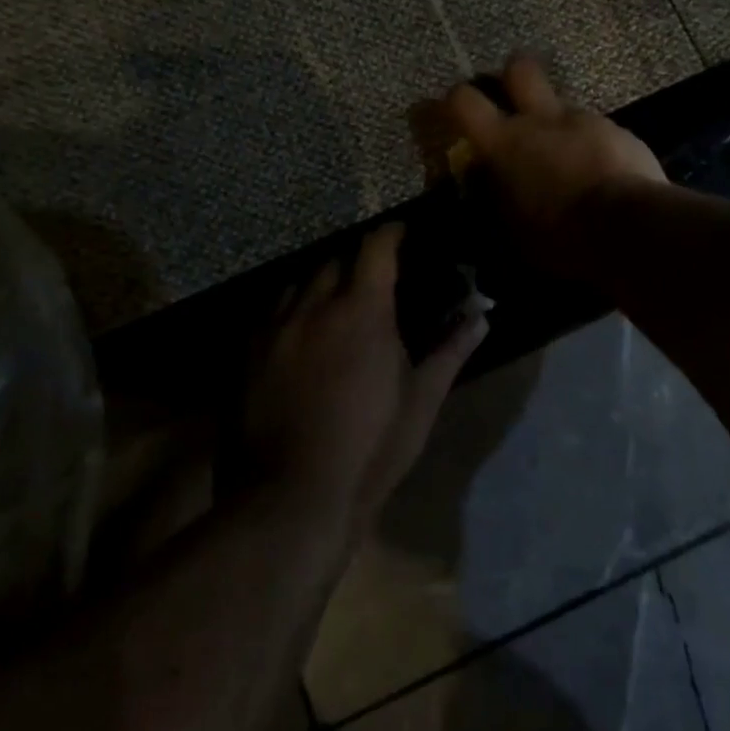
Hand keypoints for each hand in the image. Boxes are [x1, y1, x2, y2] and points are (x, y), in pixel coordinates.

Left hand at [241, 225, 487, 528]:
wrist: (292, 497)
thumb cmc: (371, 448)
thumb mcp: (421, 401)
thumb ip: (451, 351)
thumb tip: (481, 317)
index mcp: (362, 310)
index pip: (377, 247)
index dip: (392, 234)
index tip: (403, 233)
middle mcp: (315, 306)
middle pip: (335, 260)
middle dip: (357, 261)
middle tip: (374, 281)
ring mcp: (276, 328)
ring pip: (299, 283)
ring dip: (321, 284)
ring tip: (334, 305)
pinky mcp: (248, 353)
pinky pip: (272, 313)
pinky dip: (292, 310)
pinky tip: (300, 335)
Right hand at [445, 56, 665, 279]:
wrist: (629, 228)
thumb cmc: (560, 236)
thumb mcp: (513, 230)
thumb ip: (500, 198)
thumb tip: (494, 188)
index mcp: (504, 143)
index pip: (463, 100)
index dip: (455, 100)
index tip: (456, 111)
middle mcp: (541, 120)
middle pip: (519, 68)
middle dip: (512, 77)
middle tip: (513, 98)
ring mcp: (584, 121)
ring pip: (564, 105)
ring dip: (560, 124)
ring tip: (567, 157)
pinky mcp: (621, 132)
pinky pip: (599, 130)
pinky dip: (595, 146)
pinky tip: (602, 172)